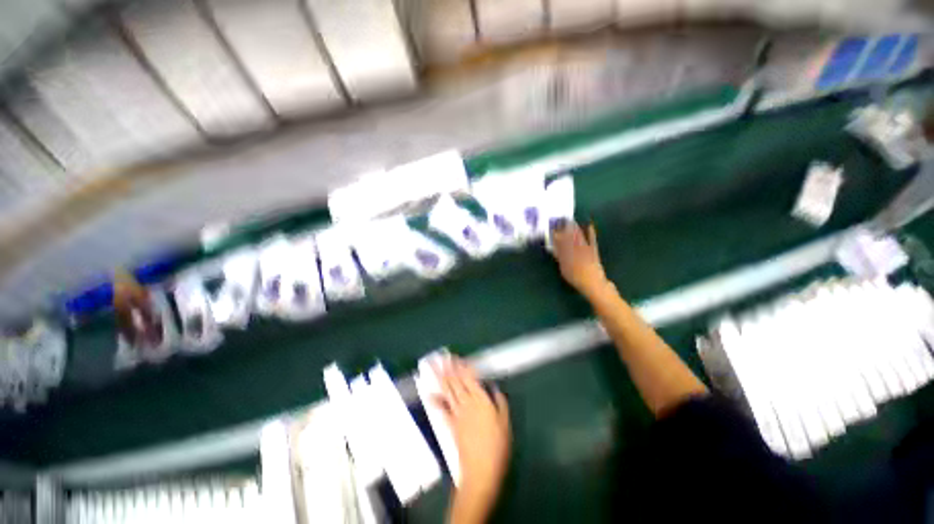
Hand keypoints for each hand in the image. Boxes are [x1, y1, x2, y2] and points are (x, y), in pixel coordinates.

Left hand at [434, 357, 510, 523]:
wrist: (480, 471)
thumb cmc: (497, 446)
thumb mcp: (505, 421)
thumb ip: (499, 401)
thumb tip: (493, 387)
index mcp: (480, 400)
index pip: (470, 378)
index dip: (463, 367)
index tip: (457, 358)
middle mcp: (466, 403)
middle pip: (456, 382)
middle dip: (449, 368)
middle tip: (442, 357)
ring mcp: (457, 413)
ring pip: (448, 391)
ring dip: (441, 378)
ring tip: (434, 367)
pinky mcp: (451, 424)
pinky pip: (442, 409)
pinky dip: (435, 400)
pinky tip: (429, 393)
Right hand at [551, 220, 609, 298]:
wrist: (593, 283)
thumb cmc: (575, 278)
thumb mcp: (564, 269)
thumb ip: (560, 257)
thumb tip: (554, 248)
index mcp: (567, 253)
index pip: (559, 241)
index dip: (556, 234)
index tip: (552, 228)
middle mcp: (576, 249)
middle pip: (569, 237)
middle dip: (564, 228)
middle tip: (561, 220)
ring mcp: (585, 249)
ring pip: (579, 236)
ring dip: (575, 228)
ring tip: (571, 221)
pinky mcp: (593, 250)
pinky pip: (592, 240)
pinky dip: (591, 233)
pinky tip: (590, 226)